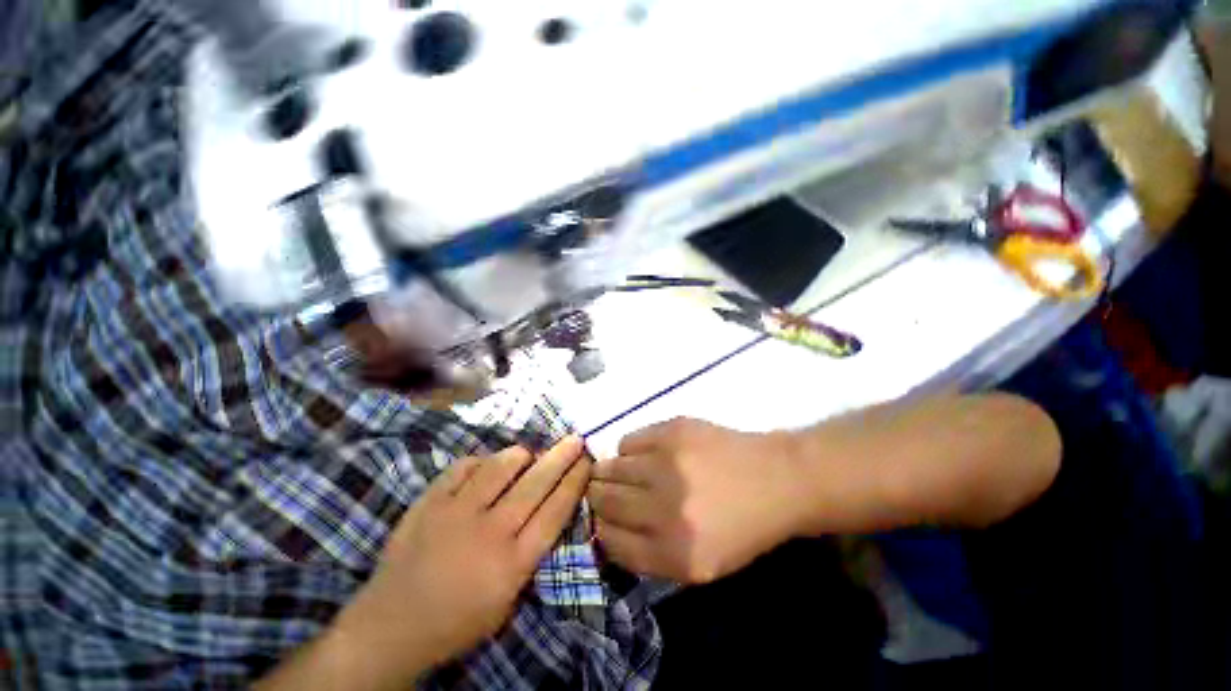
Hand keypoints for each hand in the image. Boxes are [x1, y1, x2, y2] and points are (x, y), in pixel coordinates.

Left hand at [331, 436, 590, 684]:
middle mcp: (489, 532)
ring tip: (526, 456)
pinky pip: (463, 467)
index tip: (586, 462)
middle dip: (561, 456)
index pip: (555, 511)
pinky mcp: (428, 502)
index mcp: (511, 563)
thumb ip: (530, 554)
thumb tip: (547, 508)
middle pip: (536, 483)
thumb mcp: (507, 600)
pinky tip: (485, 467)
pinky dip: (480, 462)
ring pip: (500, 466)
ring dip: (520, 456)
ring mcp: (455, 513)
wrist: (389, 627)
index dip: (574, 482)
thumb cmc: (457, 621)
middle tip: (575, 439)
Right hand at [588, 418, 803, 583]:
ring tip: (622, 472)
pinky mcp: (672, 431)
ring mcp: (667, 464)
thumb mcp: (700, 566)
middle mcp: (665, 509)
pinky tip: (645, 454)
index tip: (602, 520)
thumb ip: (649, 555)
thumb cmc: (742, 528)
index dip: (600, 529)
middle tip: (602, 492)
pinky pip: (627, 441)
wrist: (777, 479)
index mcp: (674, 554)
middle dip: (597, 497)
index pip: (609, 542)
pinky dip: (628, 450)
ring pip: (609, 467)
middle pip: (603, 501)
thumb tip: (604, 529)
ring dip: (609, 472)